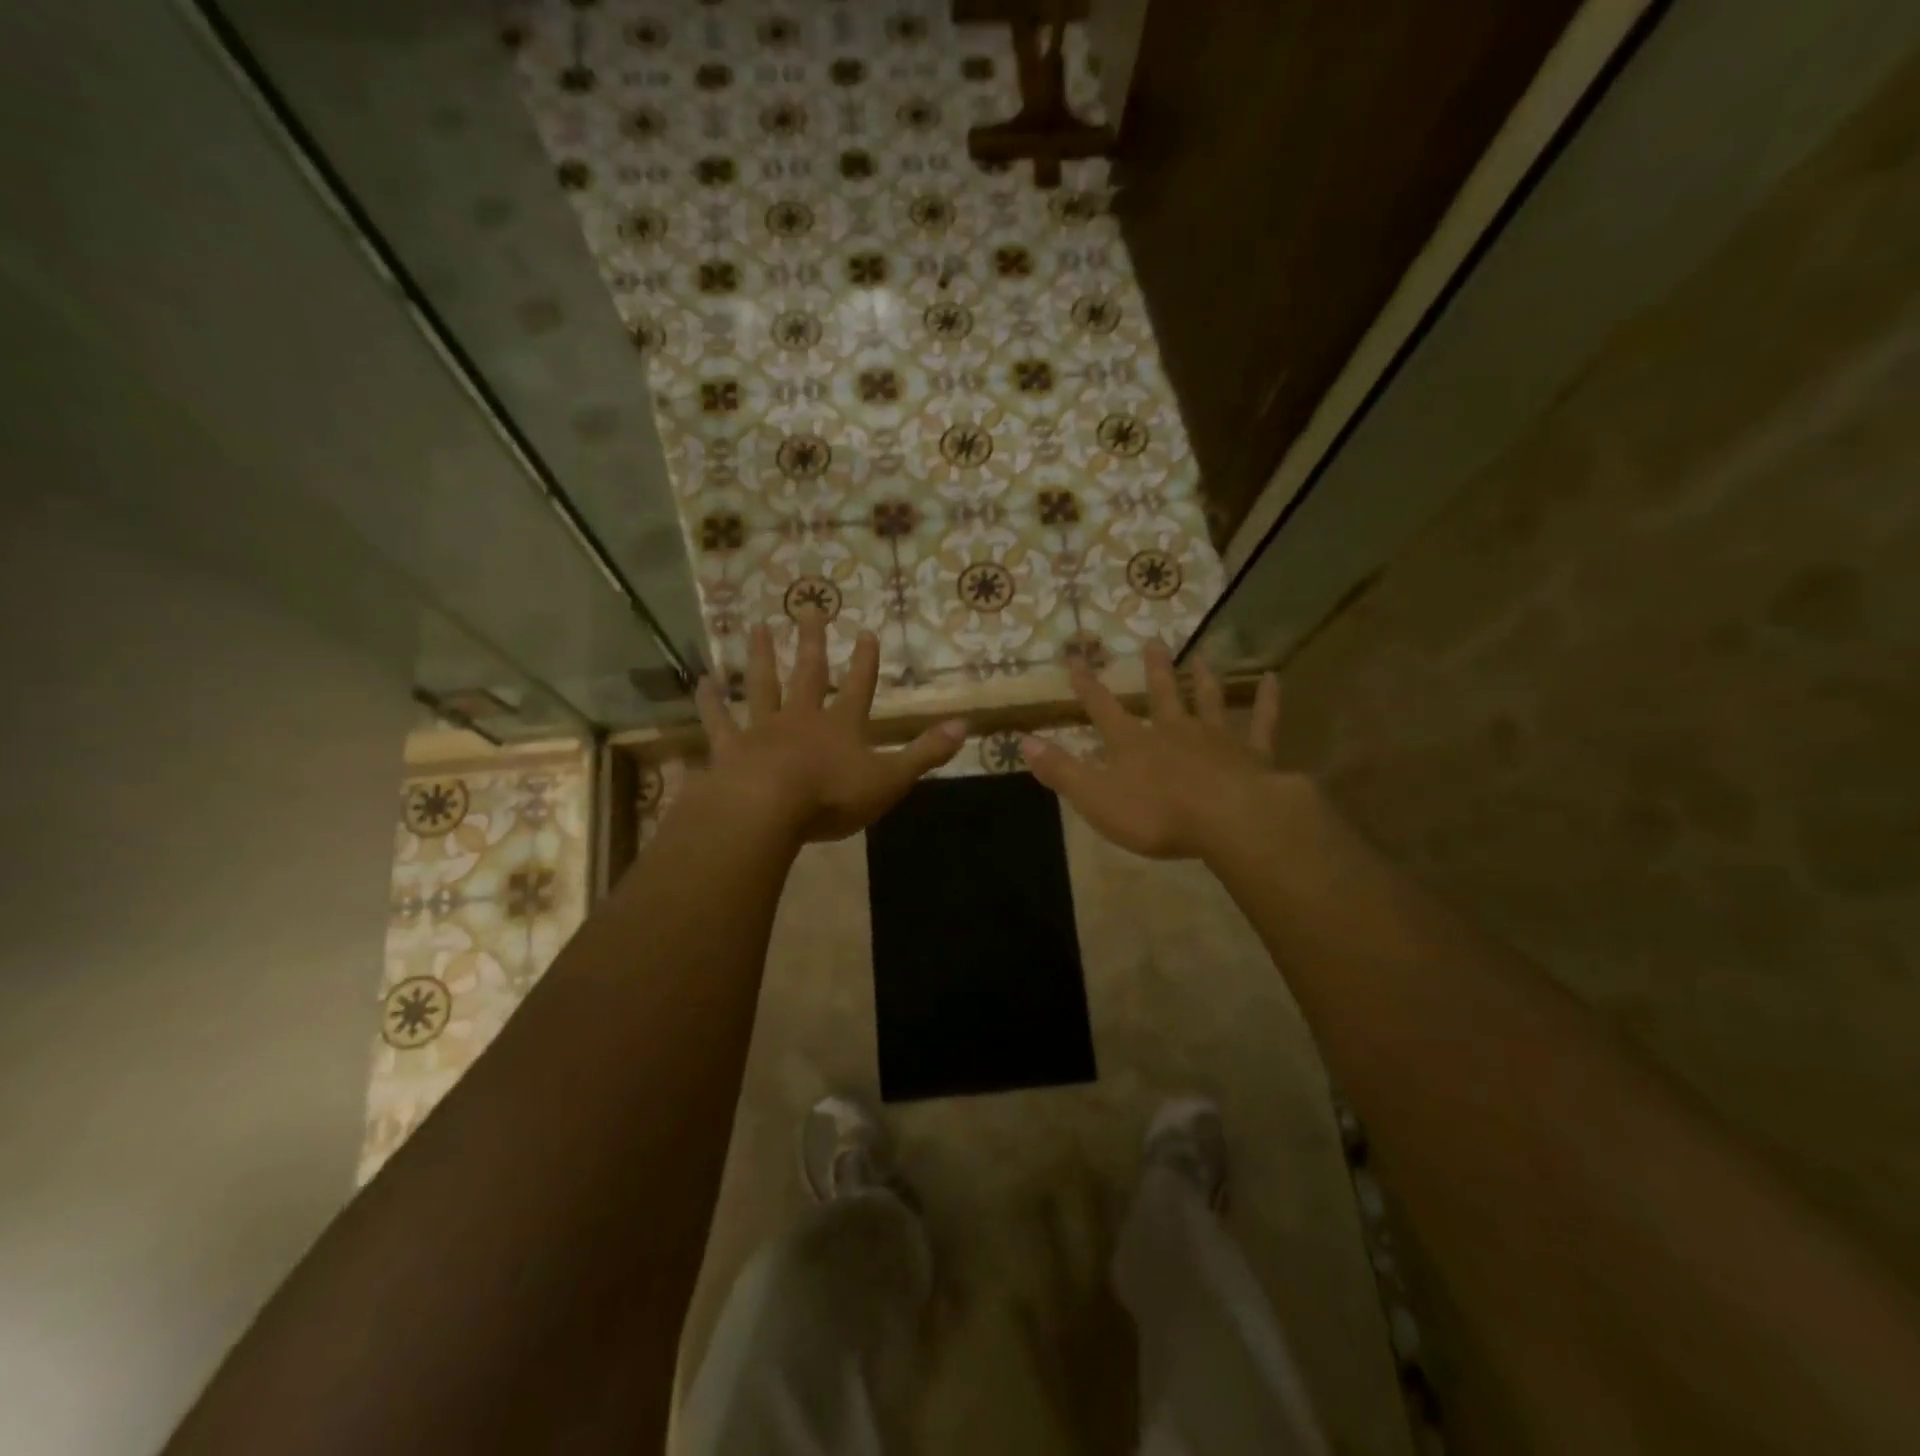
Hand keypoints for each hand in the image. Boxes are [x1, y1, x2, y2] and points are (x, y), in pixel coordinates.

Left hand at [694, 618, 966, 842]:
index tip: (867, 631)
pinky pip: (718, 721)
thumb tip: (965, 725)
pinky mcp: (730, 748)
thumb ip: (925, 752)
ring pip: (762, 686)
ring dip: (761, 657)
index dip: (866, 662)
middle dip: (812, 642)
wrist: (769, 809)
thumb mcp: (891, 778)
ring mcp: (763, 730)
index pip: (860, 687)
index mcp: (842, 726)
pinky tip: (700, 682)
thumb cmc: (833, 796)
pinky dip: (710, 702)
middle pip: (809, 674)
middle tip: (809, 608)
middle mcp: (802, 718)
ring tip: (757, 627)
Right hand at [1020, 642, 1287, 859]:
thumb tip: (1023, 742)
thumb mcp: (1095, 797)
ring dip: (1202, 679)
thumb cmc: (1156, 814)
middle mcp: (1172, 731)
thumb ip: (1061, 770)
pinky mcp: (1252, 753)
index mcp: (1133, 744)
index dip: (1087, 686)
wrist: (1227, 820)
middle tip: (1153, 642)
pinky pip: (1262, 721)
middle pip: (1161, 695)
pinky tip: (1274, 678)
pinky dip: (1268, 700)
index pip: (1102, 708)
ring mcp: (1214, 739)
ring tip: (1201, 656)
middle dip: (1153, 670)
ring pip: (1206, 701)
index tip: (1075, 658)